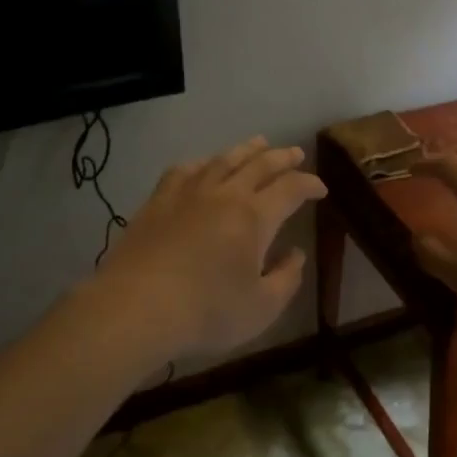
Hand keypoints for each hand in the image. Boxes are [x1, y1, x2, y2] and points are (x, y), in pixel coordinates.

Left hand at [92, 136, 326, 358]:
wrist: (136, 308)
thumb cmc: (206, 312)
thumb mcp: (262, 307)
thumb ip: (286, 278)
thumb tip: (296, 254)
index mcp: (255, 217)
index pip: (291, 189)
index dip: (309, 185)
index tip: (320, 189)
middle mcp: (224, 195)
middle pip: (259, 165)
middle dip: (282, 157)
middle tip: (295, 153)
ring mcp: (187, 194)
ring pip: (222, 160)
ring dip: (245, 150)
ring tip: (258, 144)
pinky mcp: (157, 202)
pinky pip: (183, 171)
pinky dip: (201, 163)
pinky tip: (203, 166)